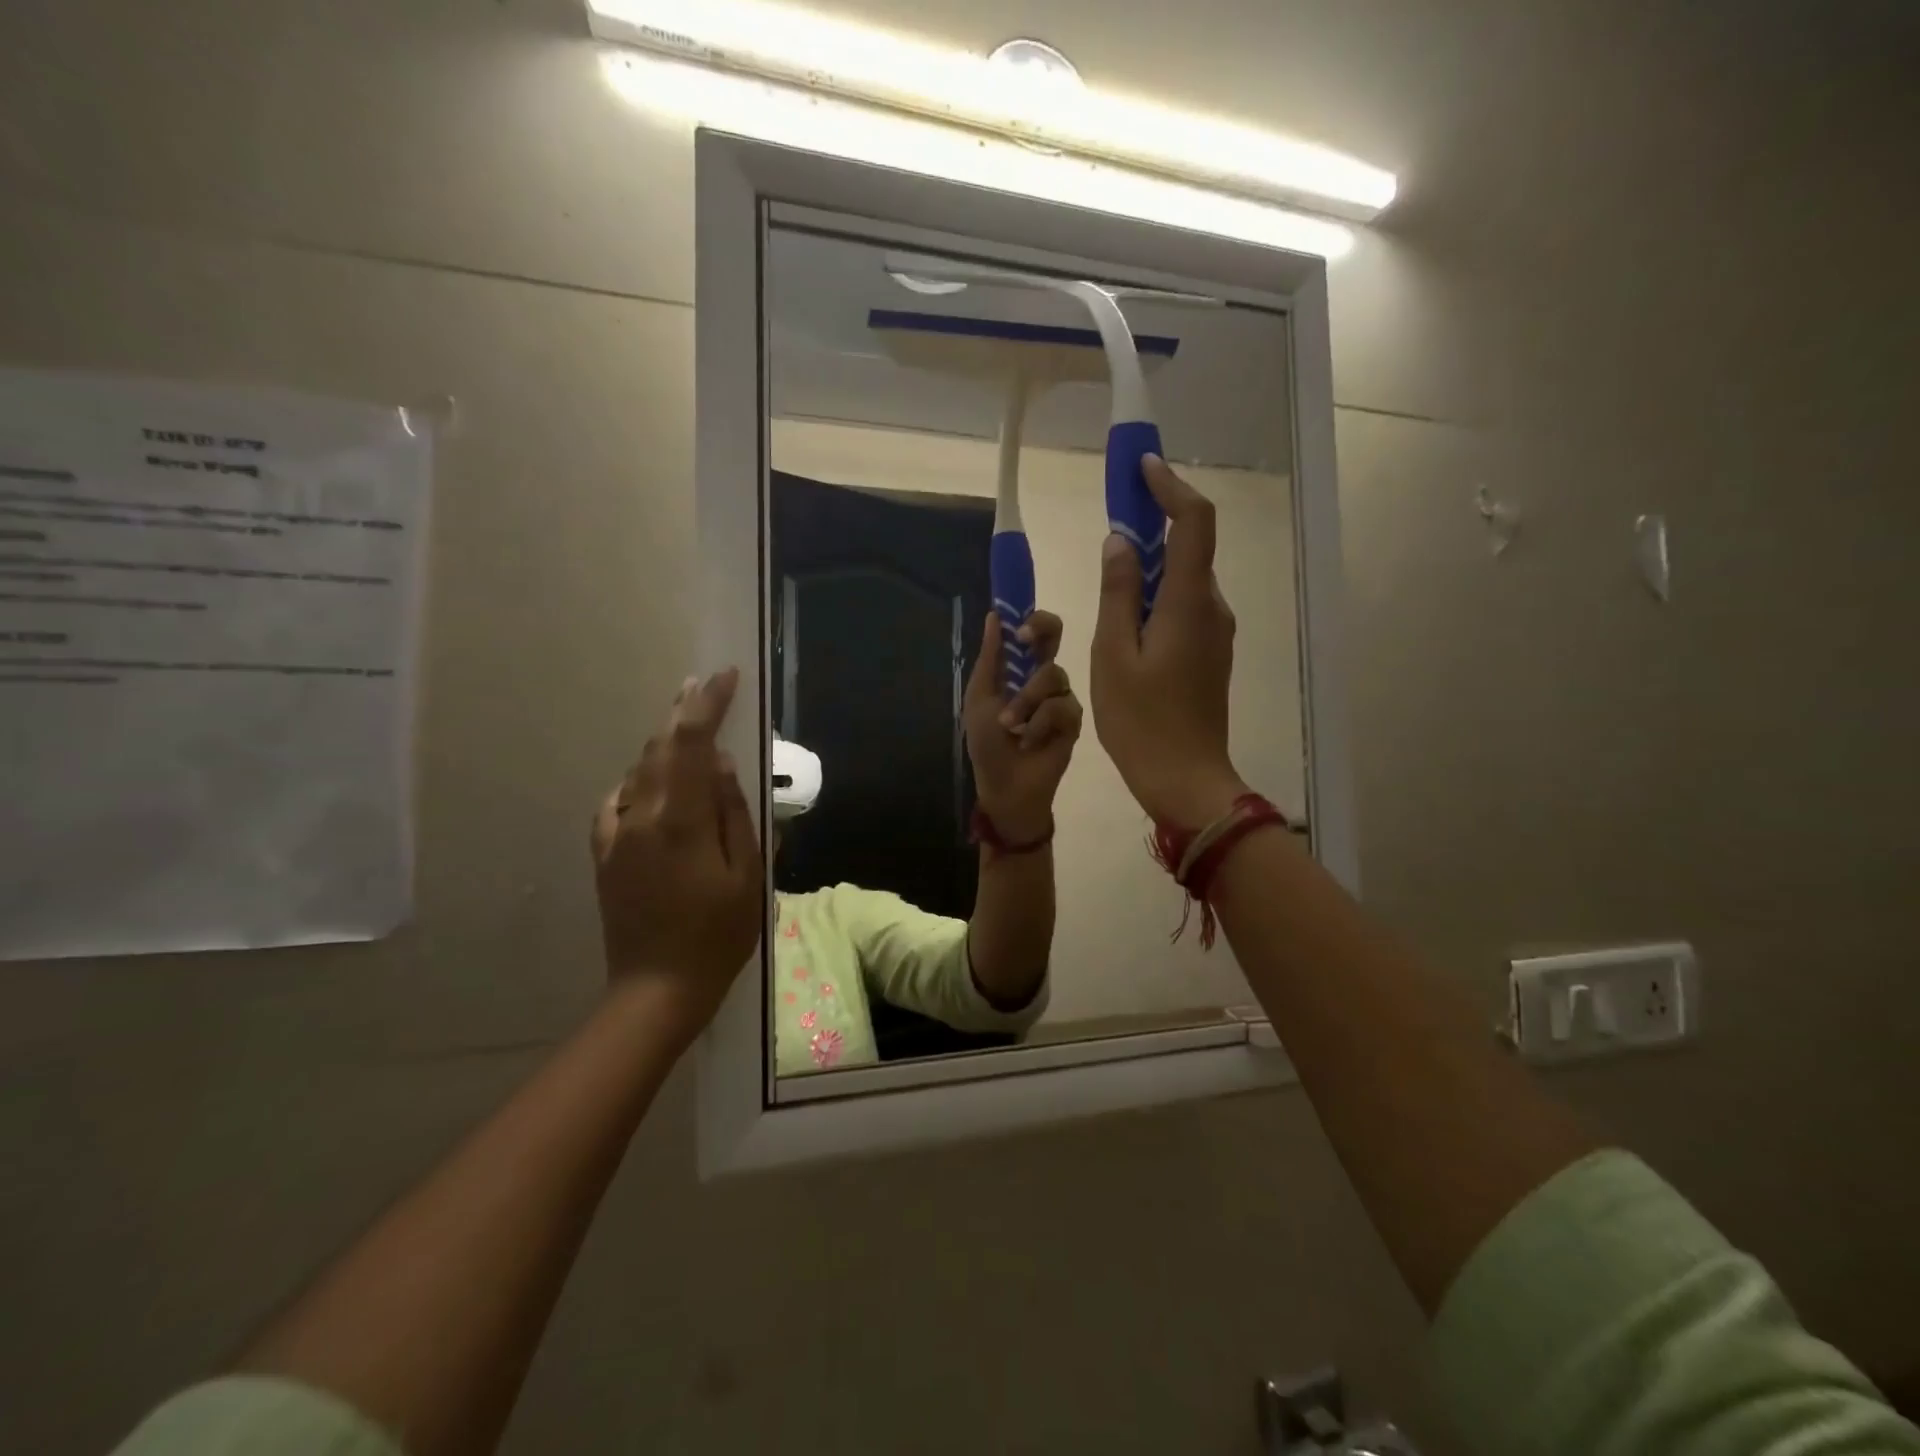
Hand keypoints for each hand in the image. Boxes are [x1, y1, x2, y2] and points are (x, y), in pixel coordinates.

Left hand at [590, 668, 762, 1049]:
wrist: (655, 989)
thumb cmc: (717, 934)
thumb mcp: (746, 874)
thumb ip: (732, 812)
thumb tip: (720, 763)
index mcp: (679, 819)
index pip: (691, 743)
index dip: (707, 703)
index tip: (725, 676)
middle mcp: (639, 816)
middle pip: (659, 748)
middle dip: (682, 712)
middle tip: (701, 684)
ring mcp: (615, 835)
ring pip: (639, 771)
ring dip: (663, 744)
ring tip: (686, 726)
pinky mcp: (604, 854)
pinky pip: (619, 800)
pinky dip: (640, 779)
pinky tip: (652, 782)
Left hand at [963, 609, 1083, 843]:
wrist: (1005, 786)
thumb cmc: (987, 744)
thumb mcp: (980, 698)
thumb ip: (991, 658)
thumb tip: (994, 615)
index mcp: (1019, 670)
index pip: (1033, 632)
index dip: (1031, 619)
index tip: (1017, 625)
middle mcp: (1044, 678)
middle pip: (1055, 636)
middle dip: (1042, 630)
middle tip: (1025, 641)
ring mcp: (1062, 697)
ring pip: (1054, 675)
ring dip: (1026, 700)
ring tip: (1011, 726)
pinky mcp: (1074, 720)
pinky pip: (1062, 706)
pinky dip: (1039, 723)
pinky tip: (1029, 741)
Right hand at [1090, 456, 1247, 827]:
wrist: (1185, 779)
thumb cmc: (1140, 721)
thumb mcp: (1113, 654)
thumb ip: (1117, 592)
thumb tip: (1120, 542)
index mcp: (1187, 602)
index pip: (1193, 522)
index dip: (1170, 486)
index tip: (1141, 467)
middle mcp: (1211, 608)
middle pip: (1189, 546)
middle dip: (1155, 519)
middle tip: (1116, 507)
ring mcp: (1216, 632)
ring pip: (1184, 578)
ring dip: (1152, 560)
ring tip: (1110, 565)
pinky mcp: (1210, 653)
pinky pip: (1183, 606)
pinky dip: (1157, 592)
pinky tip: (1126, 614)